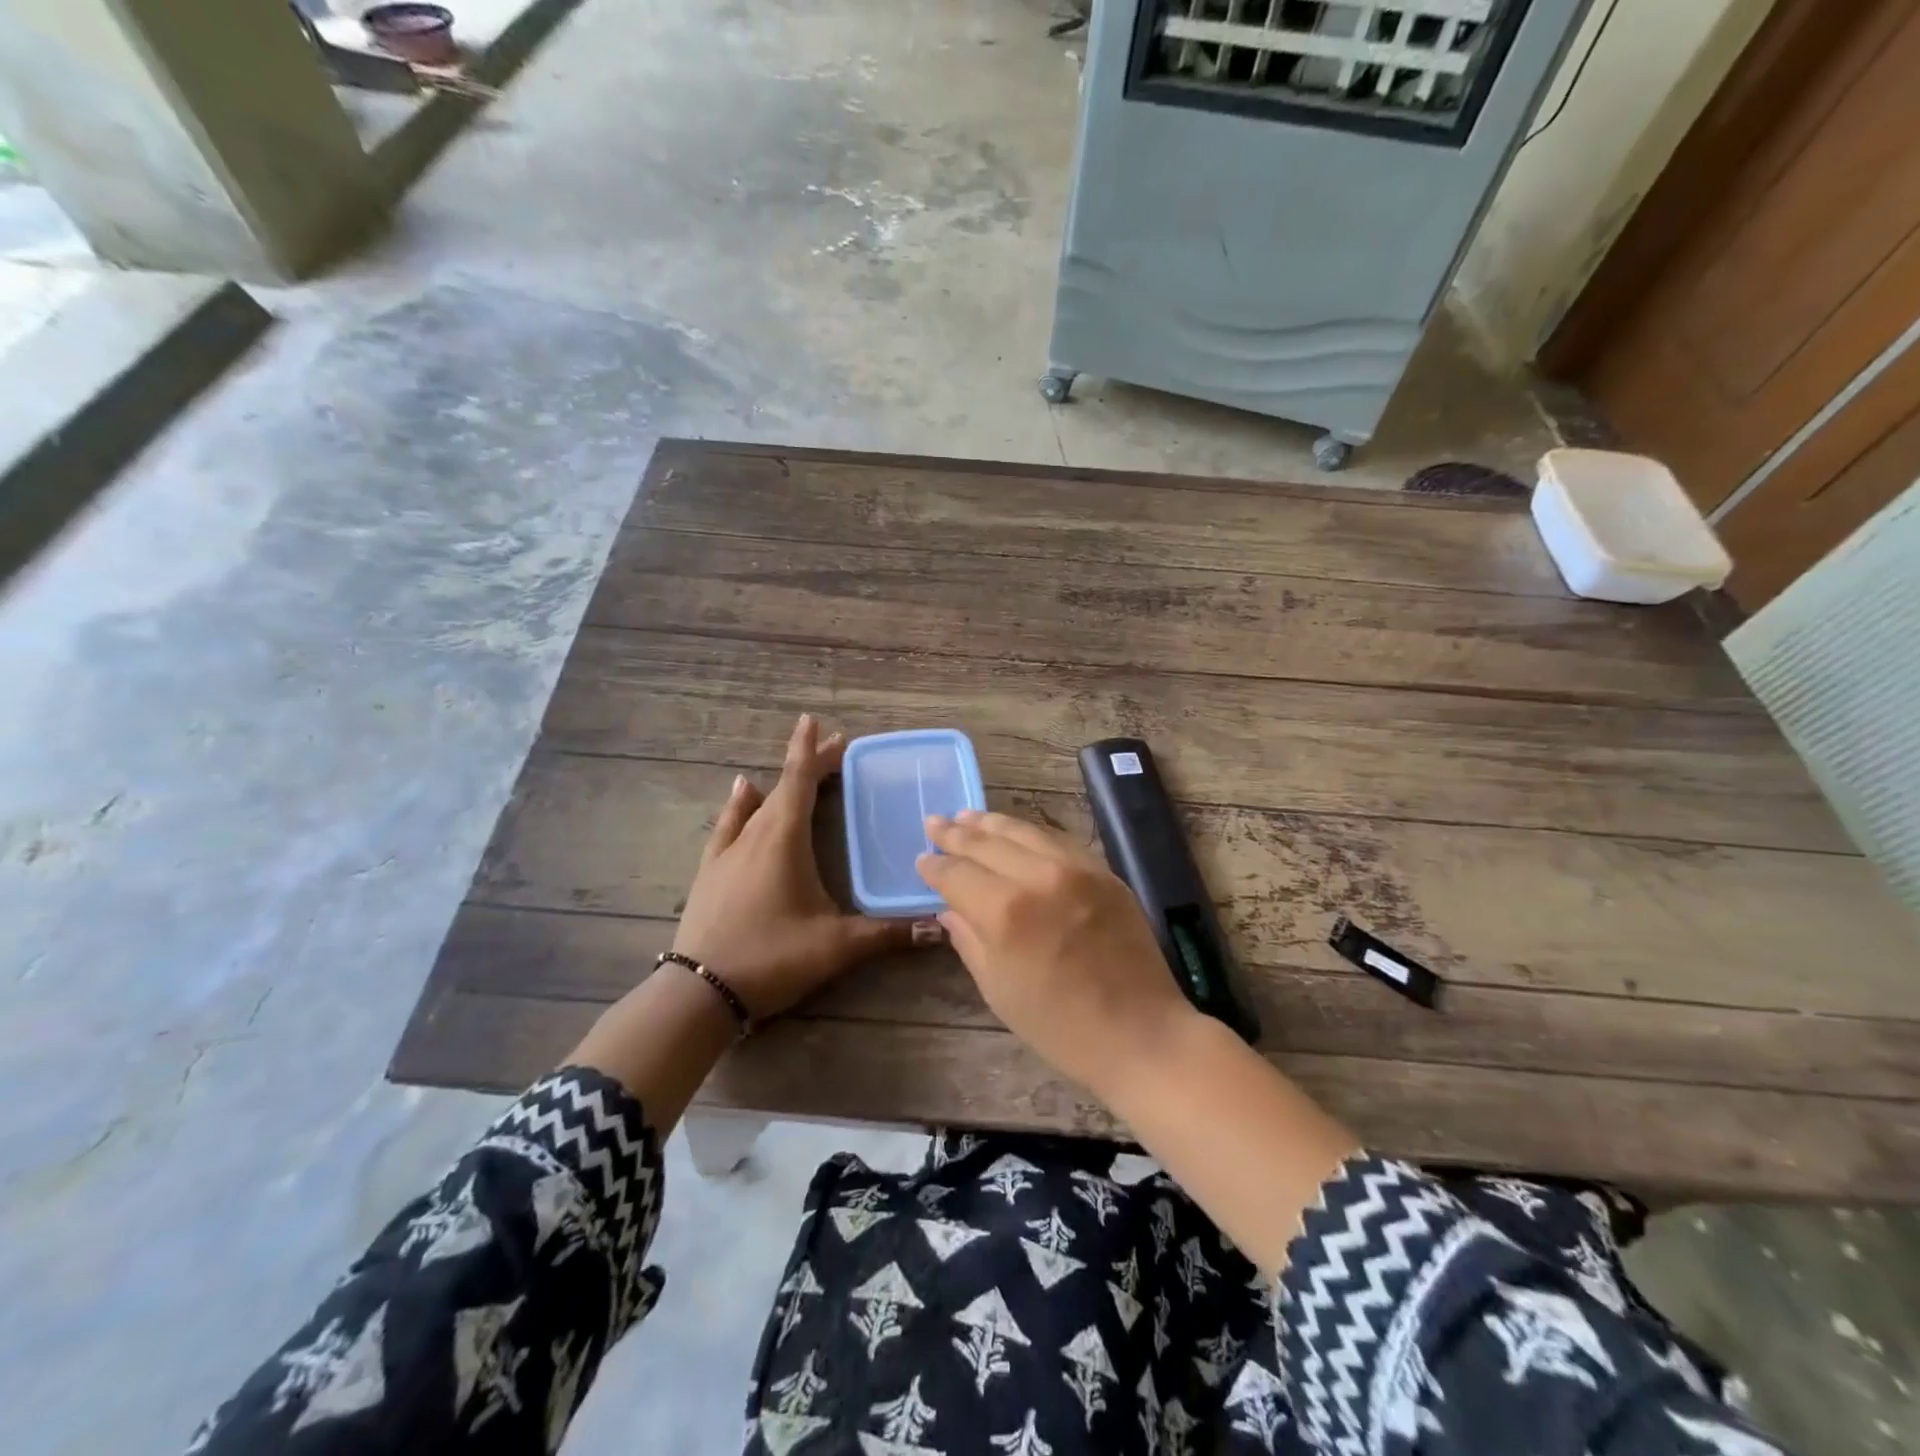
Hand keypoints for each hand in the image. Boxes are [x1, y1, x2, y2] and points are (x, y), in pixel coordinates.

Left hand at [673, 714, 926, 1020]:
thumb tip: (937, 927)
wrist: (699, 992)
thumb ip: (887, 934)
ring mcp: (727, 852)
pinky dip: (740, 804)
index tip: (816, 721)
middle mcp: (754, 834)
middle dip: (809, 766)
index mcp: (783, 839)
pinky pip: (729, 824)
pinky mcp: (710, 871)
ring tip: (798, 770)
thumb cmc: (771, 957)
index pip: (800, 781)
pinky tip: (741, 791)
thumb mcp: (835, 946)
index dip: (811, 750)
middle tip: (836, 749)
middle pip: (784, 787)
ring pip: (758, 803)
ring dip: (781, 784)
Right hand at [916, 810, 1197, 1092]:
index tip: (921, 859)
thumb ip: (969, 939)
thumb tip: (950, 908)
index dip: (934, 866)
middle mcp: (1039, 877)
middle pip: (987, 843)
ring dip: (991, 822)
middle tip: (934, 822)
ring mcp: (1076, 869)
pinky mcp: (1103, 871)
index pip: (957, 874)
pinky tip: (1016, 832)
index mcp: (1005, 912)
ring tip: (967, 816)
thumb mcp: (998, 989)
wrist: (1140, 1033)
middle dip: (956, 833)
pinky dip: (1030, 832)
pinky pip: (1057, 840)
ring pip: (1024, 831)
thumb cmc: (1059, 1026)